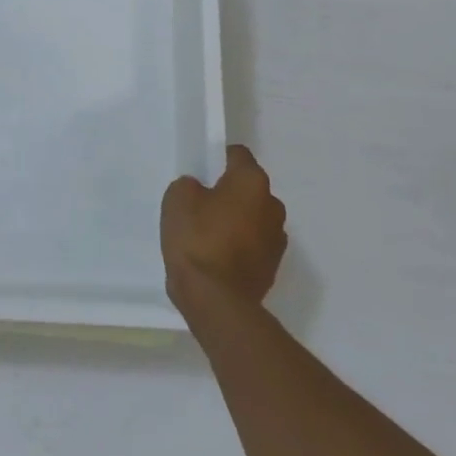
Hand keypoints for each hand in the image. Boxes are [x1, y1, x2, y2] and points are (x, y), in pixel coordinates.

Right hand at [161, 145, 287, 313]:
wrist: (216, 301)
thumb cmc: (197, 239)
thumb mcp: (178, 198)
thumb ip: (191, 185)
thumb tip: (202, 192)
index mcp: (252, 181)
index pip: (238, 155)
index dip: (218, 158)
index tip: (202, 171)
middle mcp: (272, 205)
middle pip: (249, 188)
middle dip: (230, 192)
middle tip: (202, 205)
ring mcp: (277, 239)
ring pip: (254, 218)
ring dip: (238, 221)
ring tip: (209, 236)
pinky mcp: (273, 268)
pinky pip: (254, 245)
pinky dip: (240, 247)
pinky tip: (218, 258)